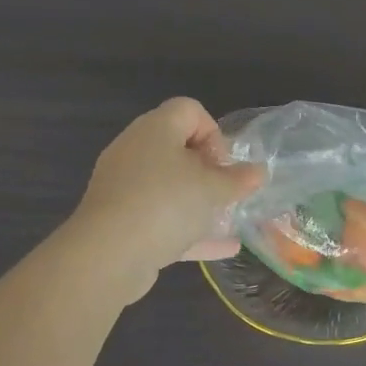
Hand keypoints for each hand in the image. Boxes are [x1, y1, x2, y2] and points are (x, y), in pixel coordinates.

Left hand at [69, 98, 264, 287]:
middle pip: (178, 148)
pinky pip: (160, 218)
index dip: (214, 132)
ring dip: (199, 201)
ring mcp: (124, 187)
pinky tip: (224, 248)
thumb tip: (258, 172)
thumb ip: (237, 180)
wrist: (107, 255)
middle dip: (209, 171)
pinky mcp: (121, 221)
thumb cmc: (165, 204)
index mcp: (155, 129)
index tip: (224, 164)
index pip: (189, 110)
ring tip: (228, 219)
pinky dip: (189, 229)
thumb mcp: (211, 189)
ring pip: (168, 186)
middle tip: (226, 191)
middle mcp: (136, 150)